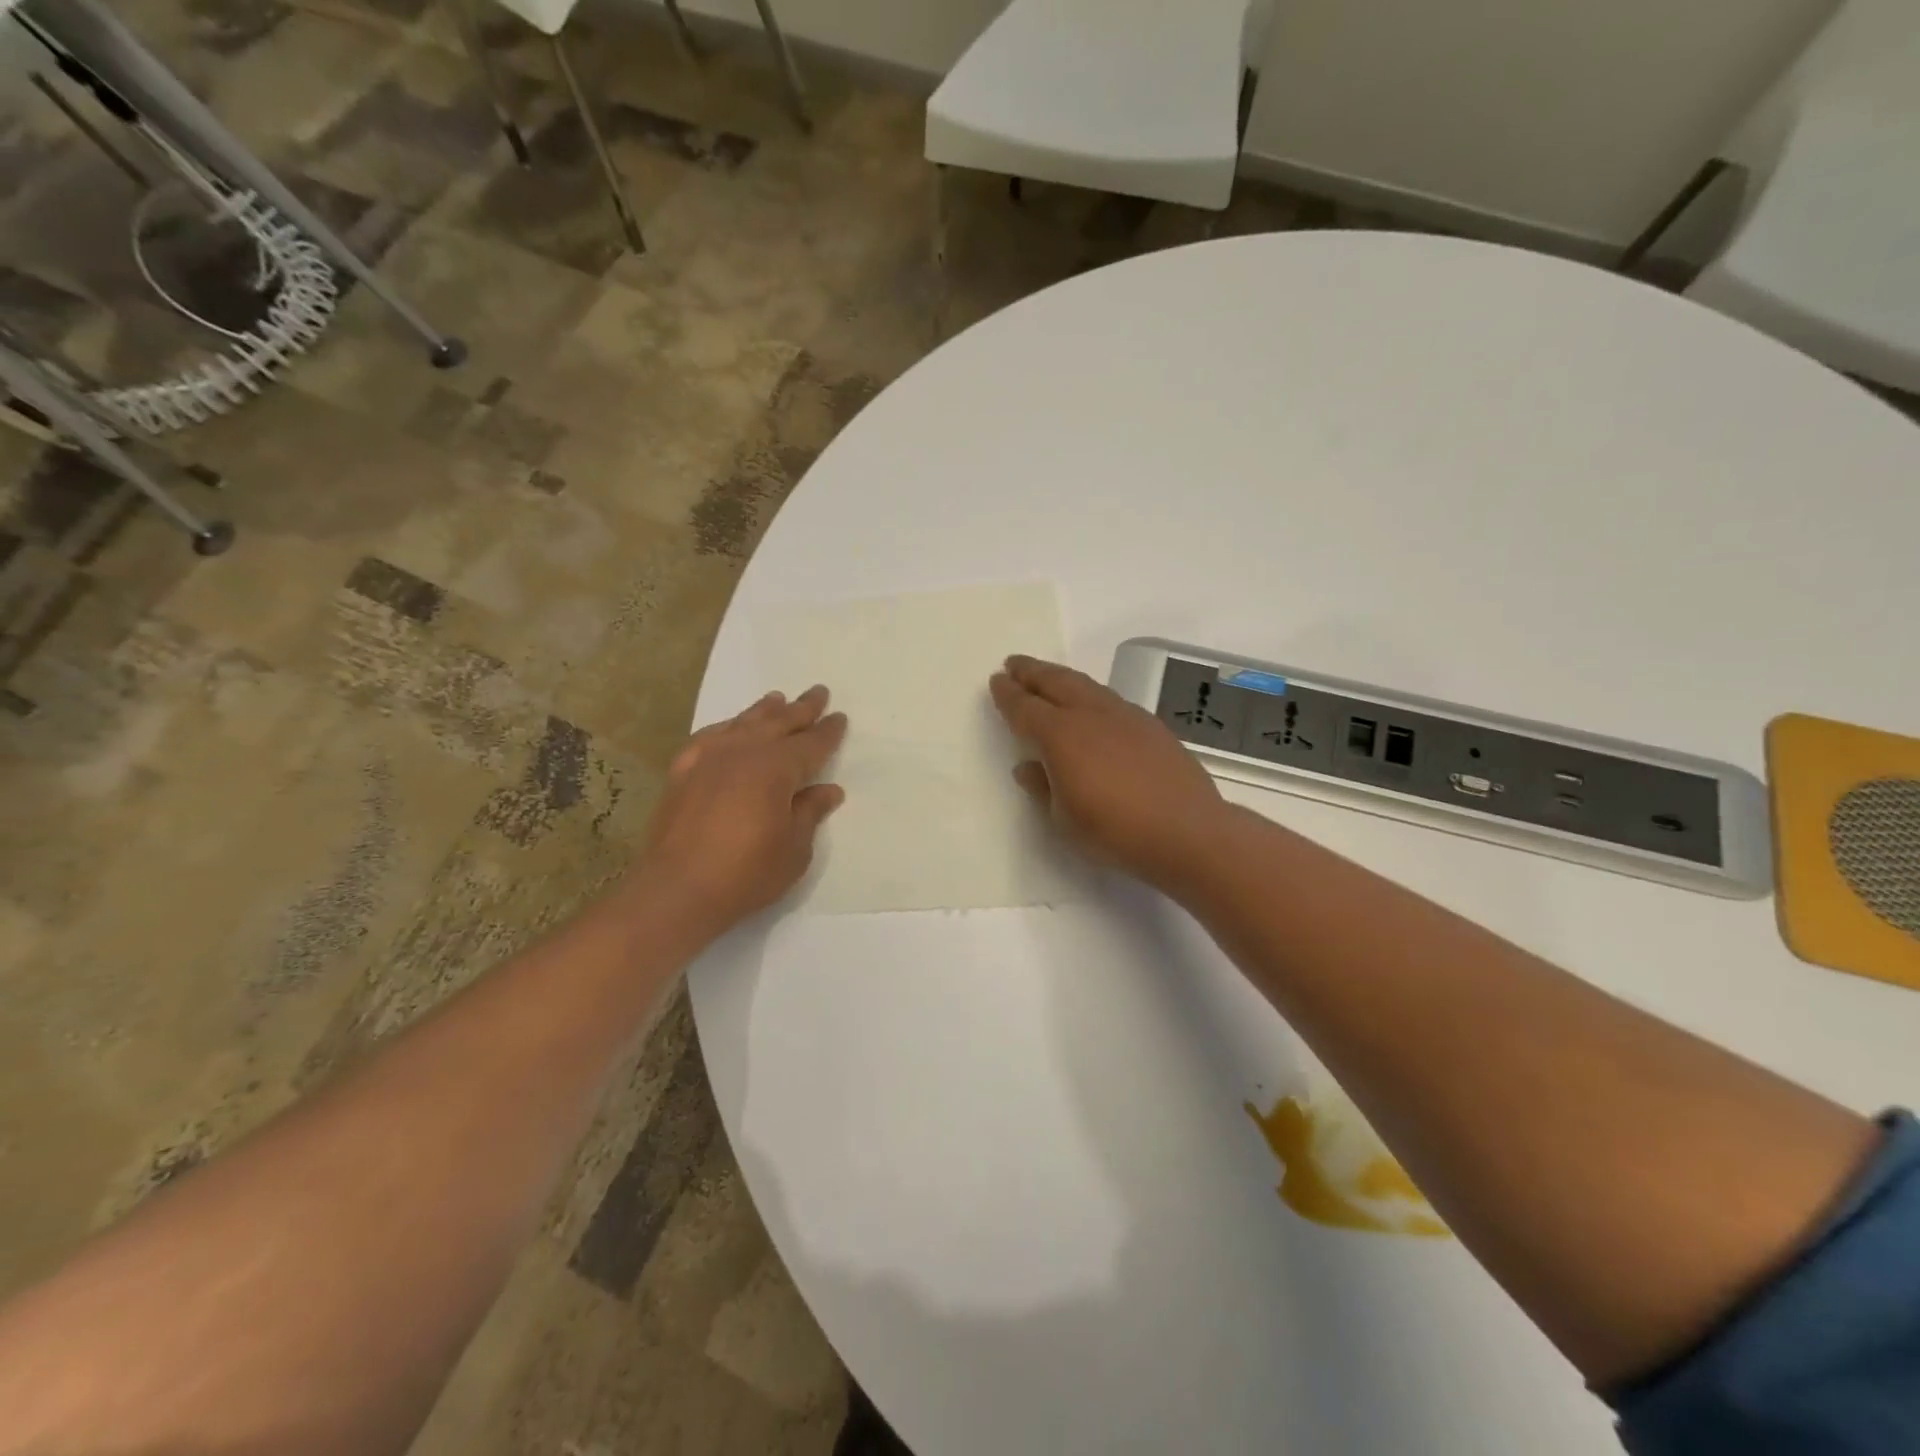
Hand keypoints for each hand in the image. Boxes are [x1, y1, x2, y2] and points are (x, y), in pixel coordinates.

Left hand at [633, 685, 847, 935]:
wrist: (677, 890)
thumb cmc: (746, 874)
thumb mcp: (794, 849)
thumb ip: (809, 813)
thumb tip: (827, 789)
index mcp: (776, 768)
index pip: (810, 743)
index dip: (828, 732)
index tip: (839, 717)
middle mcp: (743, 752)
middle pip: (778, 723)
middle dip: (801, 709)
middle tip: (817, 693)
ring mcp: (708, 758)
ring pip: (743, 724)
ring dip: (764, 711)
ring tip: (776, 699)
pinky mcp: (682, 771)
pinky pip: (709, 737)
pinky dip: (725, 728)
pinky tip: (729, 728)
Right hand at [989, 655, 1225, 892]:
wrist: (1187, 831)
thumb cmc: (1115, 831)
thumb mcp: (1064, 819)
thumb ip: (1042, 788)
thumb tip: (1027, 766)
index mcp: (1061, 735)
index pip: (1025, 707)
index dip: (1008, 694)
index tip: (996, 680)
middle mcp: (1091, 715)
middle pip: (1056, 683)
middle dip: (1032, 672)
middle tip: (1015, 664)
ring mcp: (1125, 716)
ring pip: (1086, 686)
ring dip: (1062, 678)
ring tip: (1049, 677)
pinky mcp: (1151, 726)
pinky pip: (1110, 699)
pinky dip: (1090, 695)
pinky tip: (1092, 705)